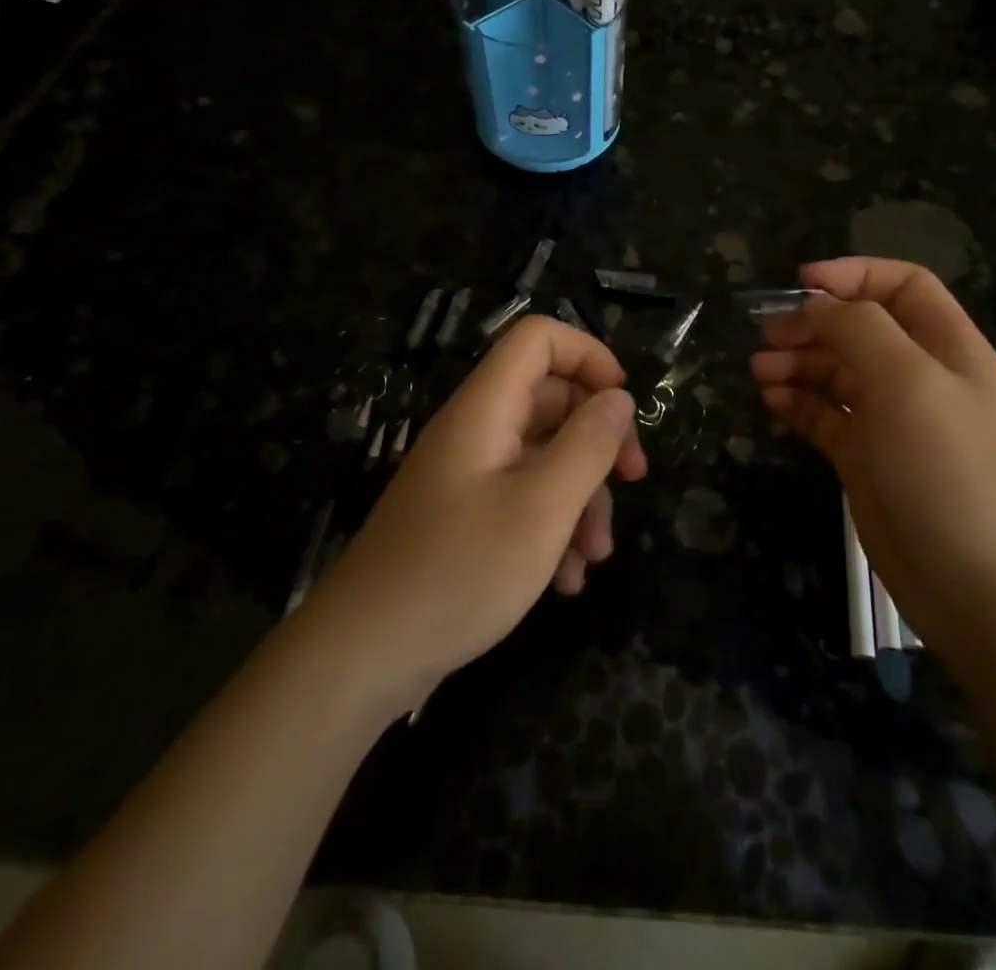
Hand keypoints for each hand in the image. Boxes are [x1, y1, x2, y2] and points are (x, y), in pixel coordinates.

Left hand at [305, 316, 646, 712]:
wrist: (362, 656)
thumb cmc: (459, 572)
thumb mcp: (542, 508)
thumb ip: (588, 445)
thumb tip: (619, 398)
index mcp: (486, 409)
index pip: (538, 339)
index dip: (588, 356)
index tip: (624, 405)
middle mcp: (475, 430)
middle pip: (550, 399)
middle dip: (597, 438)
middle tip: (633, 479)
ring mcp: (467, 475)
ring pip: (542, 456)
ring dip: (581, 497)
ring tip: (596, 557)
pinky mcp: (463, 517)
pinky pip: (522, 499)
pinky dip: (552, 527)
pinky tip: (565, 581)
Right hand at [750, 257, 995, 653]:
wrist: (971, 582)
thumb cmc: (946, 468)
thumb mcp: (908, 382)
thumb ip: (861, 329)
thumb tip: (817, 302)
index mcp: (946, 347)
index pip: (902, 285)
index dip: (854, 274)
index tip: (801, 282)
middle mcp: (918, 376)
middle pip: (859, 327)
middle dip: (812, 323)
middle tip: (767, 335)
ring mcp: (890, 418)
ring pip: (836, 371)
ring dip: (797, 363)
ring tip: (761, 372)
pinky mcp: (864, 456)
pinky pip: (824, 414)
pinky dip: (797, 402)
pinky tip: (772, 402)